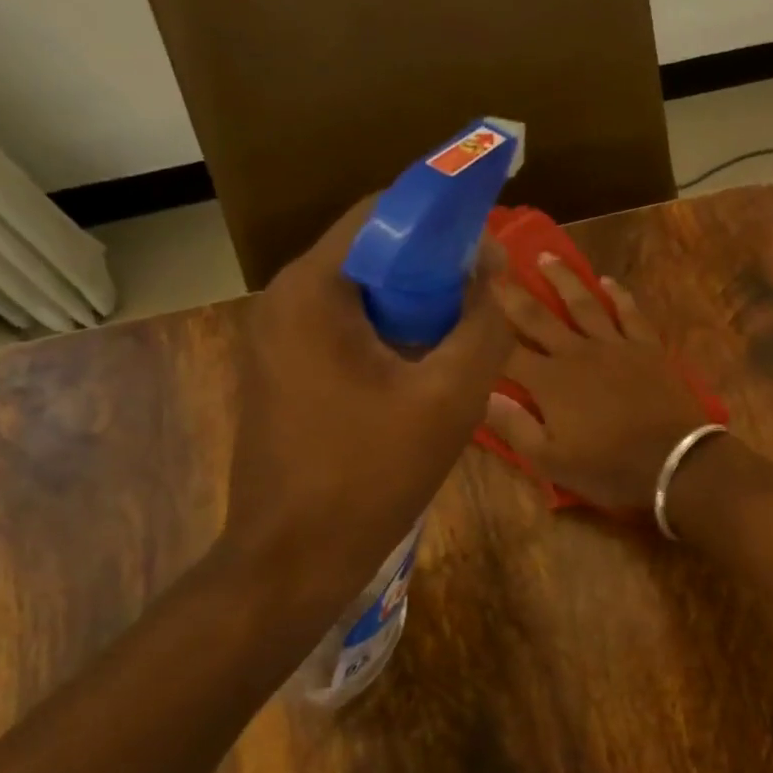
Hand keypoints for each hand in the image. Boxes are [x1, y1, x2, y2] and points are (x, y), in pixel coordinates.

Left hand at [221, 200, 512, 602]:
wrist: (294, 558)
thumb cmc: (370, 475)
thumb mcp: (449, 399)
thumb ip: (485, 328)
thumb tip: (493, 275)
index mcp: (313, 289)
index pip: (384, 213)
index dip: (445, 222)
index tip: (491, 253)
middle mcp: (285, 301)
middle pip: (373, 255)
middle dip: (436, 271)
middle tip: (486, 303)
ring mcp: (279, 340)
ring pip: (363, 298)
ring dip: (417, 308)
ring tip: (464, 339)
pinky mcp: (285, 374)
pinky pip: (347, 334)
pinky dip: (391, 338)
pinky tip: (426, 374)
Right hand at [485, 257, 707, 510]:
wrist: (674, 462)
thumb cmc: (609, 467)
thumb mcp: (551, 461)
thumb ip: (514, 426)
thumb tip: (481, 394)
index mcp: (549, 381)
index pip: (506, 350)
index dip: (483, 328)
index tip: (464, 304)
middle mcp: (576, 353)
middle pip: (538, 317)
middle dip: (513, 294)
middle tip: (494, 267)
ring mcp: (614, 345)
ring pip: (582, 304)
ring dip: (562, 279)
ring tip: (545, 257)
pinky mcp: (646, 347)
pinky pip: (629, 313)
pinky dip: (618, 294)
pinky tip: (607, 280)